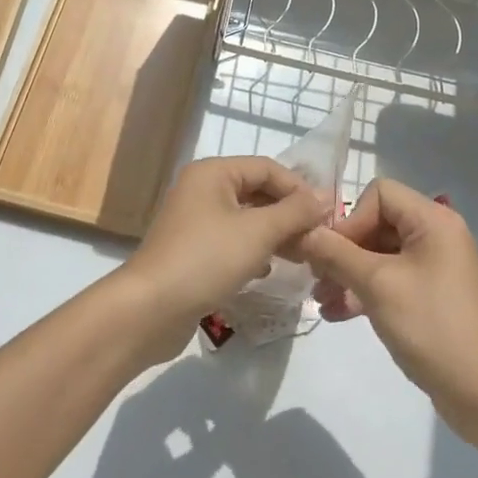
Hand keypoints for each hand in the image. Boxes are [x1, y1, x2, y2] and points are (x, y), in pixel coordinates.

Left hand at [119, 155, 328, 348]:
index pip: (267, 168)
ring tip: (302, 255)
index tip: (327, 215)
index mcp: (213, 173)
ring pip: (246, 218)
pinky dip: (254, 250)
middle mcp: (202, 189)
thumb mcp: (258, 232)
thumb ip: (295, 212)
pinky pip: (232, 241)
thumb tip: (325, 197)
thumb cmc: (206, 259)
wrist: (150, 309)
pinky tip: (268, 269)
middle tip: (318, 238)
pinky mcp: (193, 251)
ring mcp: (195, 221)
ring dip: (275, 233)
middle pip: (256, 192)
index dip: (299, 188)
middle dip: (289, 214)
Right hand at [300, 178, 477, 442]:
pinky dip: (364, 292)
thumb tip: (303, 232)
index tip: (331, 253)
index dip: (351, 219)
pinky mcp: (431, 297)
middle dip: (343, 250)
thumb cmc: (432, 326)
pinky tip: (336, 314)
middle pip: (377, 224)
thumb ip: (336, 254)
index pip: (380, 194)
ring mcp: (435, 268)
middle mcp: (436, 236)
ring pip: (380, 255)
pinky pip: (390, 280)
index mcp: (433, 221)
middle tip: (316, 278)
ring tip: (321, 300)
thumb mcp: (377, 286)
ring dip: (348, 274)